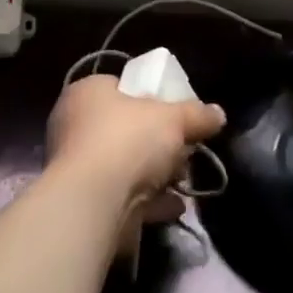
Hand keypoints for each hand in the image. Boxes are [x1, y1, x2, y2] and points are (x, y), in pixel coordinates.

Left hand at [46, 75, 225, 242]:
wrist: (94, 204)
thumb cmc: (128, 140)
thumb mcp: (173, 118)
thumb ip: (197, 115)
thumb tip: (218, 114)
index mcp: (87, 93)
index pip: (120, 87)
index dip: (149, 97)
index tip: (174, 112)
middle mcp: (74, 127)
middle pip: (124, 128)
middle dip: (156, 141)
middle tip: (183, 147)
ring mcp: (76, 169)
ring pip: (124, 165)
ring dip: (155, 174)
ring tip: (184, 179)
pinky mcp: (84, 205)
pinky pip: (123, 197)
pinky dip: (148, 202)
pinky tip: (174, 205)